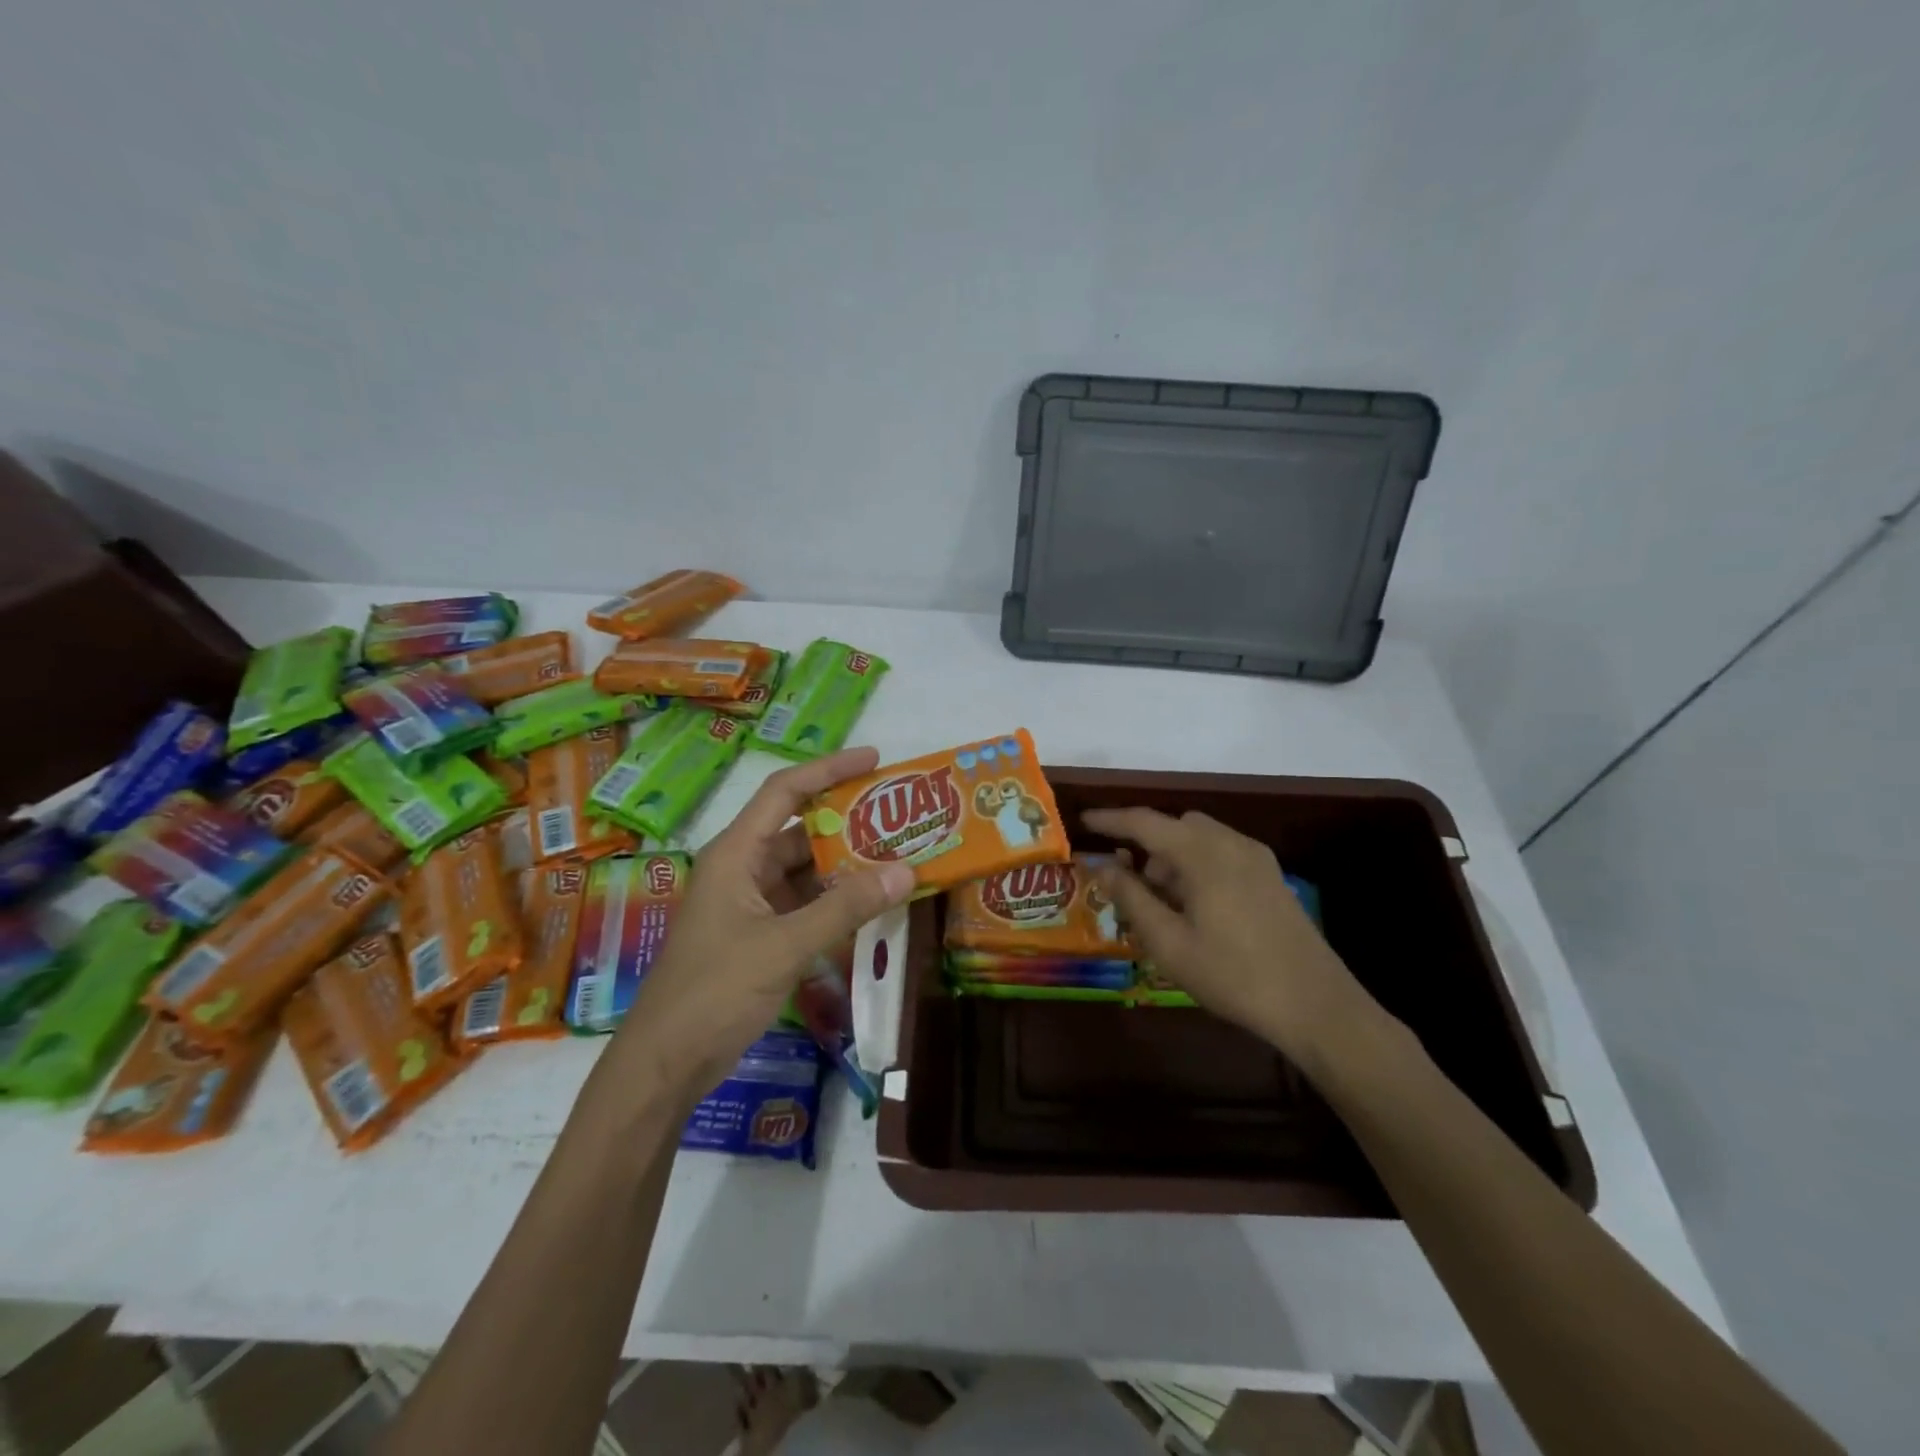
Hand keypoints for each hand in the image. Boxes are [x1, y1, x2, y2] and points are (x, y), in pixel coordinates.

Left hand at [614, 747, 914, 1093]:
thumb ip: (846, 908)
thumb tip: (906, 871)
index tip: (875, 760)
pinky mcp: (758, 935)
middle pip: (801, 830)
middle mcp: (743, 868)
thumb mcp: (785, 946)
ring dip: (847, 866)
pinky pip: (805, 904)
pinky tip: (872, 904)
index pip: (785, 791)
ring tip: (899, 857)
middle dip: (849, 823)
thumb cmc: (715, 991)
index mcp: (737, 853)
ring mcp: (750, 903)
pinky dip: (836, 901)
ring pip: (806, 870)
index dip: (829, 769)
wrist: (665, 1063)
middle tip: (901, 818)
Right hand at [1084, 807, 1377, 1071]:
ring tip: (1164, 907)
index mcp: (1202, 853)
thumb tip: (1101, 867)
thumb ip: (1131, 898)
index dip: (1110, 819)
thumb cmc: (1233, 974)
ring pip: (1200, 839)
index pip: (1144, 822)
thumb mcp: (1169, 943)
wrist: (1316, 1005)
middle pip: (1175, 826)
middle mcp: (1230, 843)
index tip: (1083, 821)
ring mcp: (1257, 859)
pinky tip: (1197, 910)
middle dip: (1146, 846)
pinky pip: (1222, 854)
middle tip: (1130, 886)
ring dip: (1173, 858)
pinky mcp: (1272, 877)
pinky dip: (1197, 866)